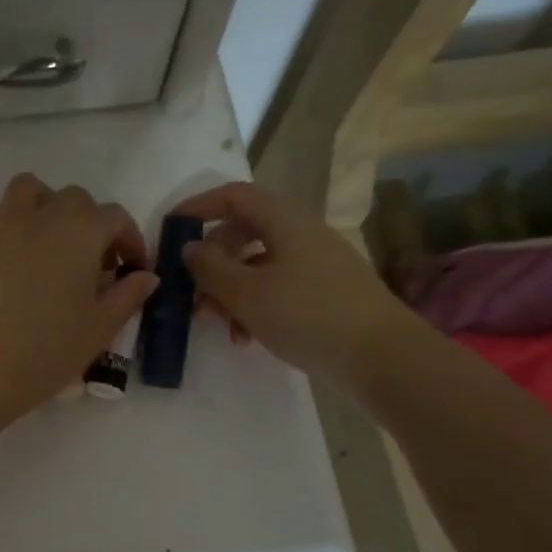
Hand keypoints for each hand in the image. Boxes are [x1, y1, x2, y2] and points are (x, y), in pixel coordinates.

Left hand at [0, 174, 159, 414]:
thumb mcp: (103, 326)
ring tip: (46, 235)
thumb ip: (128, 295)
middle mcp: (43, 217)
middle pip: (74, 198)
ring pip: (24, 188)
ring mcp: (1, 227)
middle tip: (90, 260)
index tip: (130, 268)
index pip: (116, 217)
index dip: (129, 239)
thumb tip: (146, 276)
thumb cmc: (54, 349)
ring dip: (41, 202)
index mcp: (82, 232)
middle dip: (89, 221)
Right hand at [175, 182, 399, 377]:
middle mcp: (301, 234)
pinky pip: (277, 287)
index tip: (171, 228)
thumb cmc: (307, 315)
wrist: (380, 355)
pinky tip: (246, 337)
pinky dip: (254, 305)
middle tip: (191, 291)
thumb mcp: (246, 293)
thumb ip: (211, 268)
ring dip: (230, 290)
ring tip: (217, 324)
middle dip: (212, 261)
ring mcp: (316, 264)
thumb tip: (190, 248)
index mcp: (284, 221)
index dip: (199, 206)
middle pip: (244, 232)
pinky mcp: (324, 292)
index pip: (234, 196)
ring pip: (258, 265)